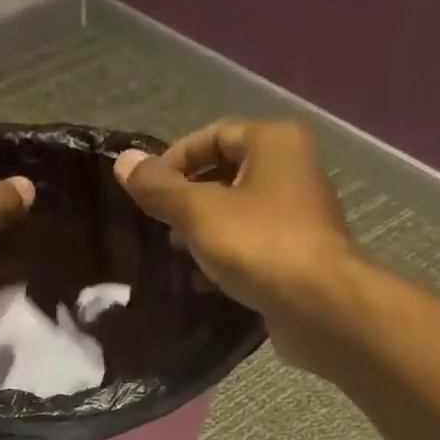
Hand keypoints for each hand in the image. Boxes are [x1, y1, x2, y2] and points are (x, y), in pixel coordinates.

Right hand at [115, 119, 356, 373]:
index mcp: (273, 142)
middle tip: (160, 227)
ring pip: (238, 213)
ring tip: (177, 255)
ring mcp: (297, 214)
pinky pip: (251, 245)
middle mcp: (291, 169)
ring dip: (204, 233)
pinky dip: (225, 258)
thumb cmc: (258, 245)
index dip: (175, 160)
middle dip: (189, 200)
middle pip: (226, 174)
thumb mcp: (199, 213)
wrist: (317, 304)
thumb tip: (123, 161)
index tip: (146, 191)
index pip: (214, 134)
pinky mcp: (296, 254)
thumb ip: (160, 189)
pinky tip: (204, 281)